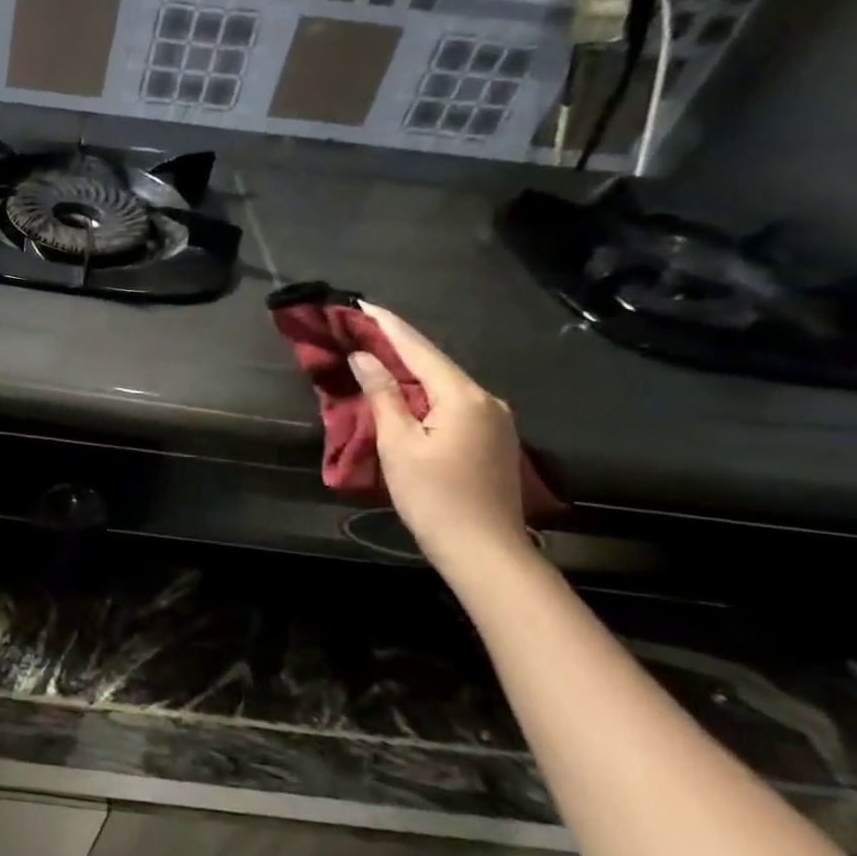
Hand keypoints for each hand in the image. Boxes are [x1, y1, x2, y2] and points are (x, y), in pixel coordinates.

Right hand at [348, 304, 532, 571]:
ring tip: (377, 352)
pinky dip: (425, 390)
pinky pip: (453, 401)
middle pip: (435, 362)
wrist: (484, 551)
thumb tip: (365, 357)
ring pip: (444, 382)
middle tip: (362, 327)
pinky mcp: (492, 438)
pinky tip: (405, 389)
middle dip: (398, 343)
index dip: (388, 326)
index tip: (362, 304)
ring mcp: (494, 419)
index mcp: (463, 396)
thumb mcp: (398, 444)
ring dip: (411, 367)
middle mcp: (485, 399)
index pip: (419, 349)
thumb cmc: (434, 497)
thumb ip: (383, 395)